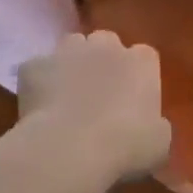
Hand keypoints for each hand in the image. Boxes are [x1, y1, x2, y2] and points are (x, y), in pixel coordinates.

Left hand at [18, 30, 170, 181]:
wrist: (69, 149)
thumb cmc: (126, 146)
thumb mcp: (159, 143)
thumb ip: (155, 125)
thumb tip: (149, 125)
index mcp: (142, 61)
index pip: (144, 57)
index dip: (137, 76)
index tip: (133, 100)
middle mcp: (106, 45)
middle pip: (106, 43)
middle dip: (103, 62)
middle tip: (99, 95)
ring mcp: (67, 51)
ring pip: (71, 47)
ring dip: (72, 64)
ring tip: (68, 95)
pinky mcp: (33, 66)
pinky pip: (37, 70)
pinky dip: (39, 83)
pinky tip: (40, 108)